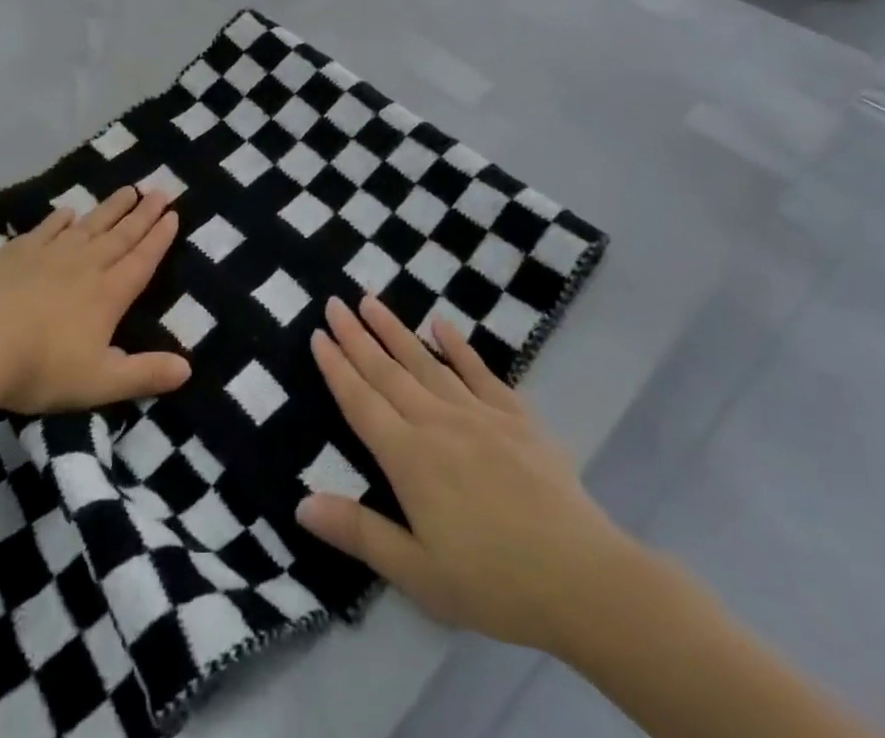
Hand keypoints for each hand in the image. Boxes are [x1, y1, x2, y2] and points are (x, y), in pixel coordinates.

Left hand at [0, 187, 191, 414]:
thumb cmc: (40, 368)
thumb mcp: (100, 382)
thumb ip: (144, 374)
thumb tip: (188, 368)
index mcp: (107, 294)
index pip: (142, 260)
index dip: (159, 238)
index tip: (173, 214)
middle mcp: (84, 265)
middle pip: (120, 235)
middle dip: (142, 214)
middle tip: (159, 191)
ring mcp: (49, 254)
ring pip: (88, 225)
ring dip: (110, 208)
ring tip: (128, 190)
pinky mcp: (17, 252)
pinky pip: (46, 228)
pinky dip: (60, 218)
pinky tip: (67, 211)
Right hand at [297, 295, 642, 655]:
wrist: (584, 580)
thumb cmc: (494, 583)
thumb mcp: (418, 573)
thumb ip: (359, 533)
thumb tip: (300, 504)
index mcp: (409, 458)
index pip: (361, 402)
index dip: (336, 367)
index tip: (318, 334)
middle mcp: (437, 423)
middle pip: (387, 372)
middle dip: (357, 336)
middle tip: (335, 303)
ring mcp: (478, 414)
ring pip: (426, 361)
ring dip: (395, 330)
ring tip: (371, 301)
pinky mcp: (516, 417)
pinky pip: (480, 372)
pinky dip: (458, 346)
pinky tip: (441, 324)